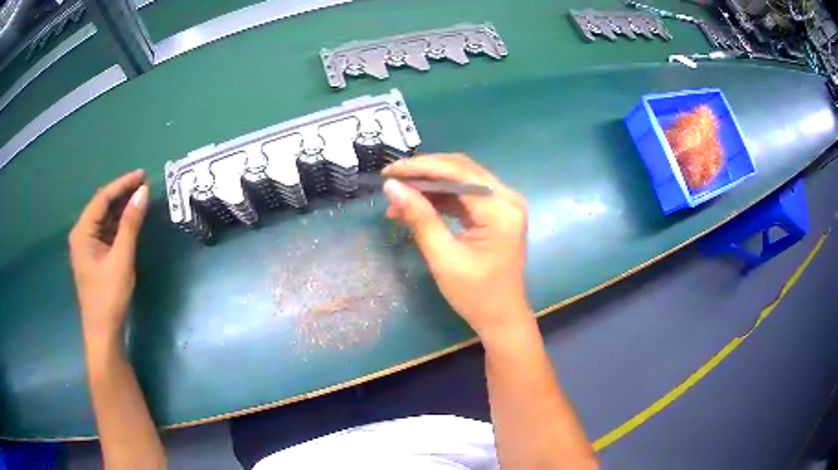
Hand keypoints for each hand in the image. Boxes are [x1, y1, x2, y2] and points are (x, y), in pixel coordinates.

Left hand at [68, 170, 148, 341]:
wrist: (103, 334)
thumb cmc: (109, 296)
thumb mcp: (121, 258)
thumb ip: (130, 224)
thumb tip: (143, 192)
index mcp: (82, 231)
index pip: (102, 198)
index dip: (122, 184)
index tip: (143, 175)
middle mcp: (81, 234)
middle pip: (102, 206)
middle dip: (122, 195)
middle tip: (144, 186)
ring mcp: (86, 246)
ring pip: (104, 219)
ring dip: (121, 209)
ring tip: (140, 200)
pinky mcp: (93, 257)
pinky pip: (105, 232)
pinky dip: (118, 225)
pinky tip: (130, 222)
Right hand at [382, 154, 530, 338]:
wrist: (502, 318)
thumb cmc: (476, 295)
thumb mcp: (444, 258)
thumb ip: (419, 218)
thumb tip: (392, 187)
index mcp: (501, 209)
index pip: (458, 173)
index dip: (421, 168)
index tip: (389, 172)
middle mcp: (507, 198)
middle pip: (461, 170)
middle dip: (424, 173)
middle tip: (391, 181)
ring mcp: (504, 205)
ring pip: (462, 180)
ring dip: (430, 185)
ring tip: (398, 197)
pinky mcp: (496, 213)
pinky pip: (465, 195)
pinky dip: (440, 198)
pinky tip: (416, 205)